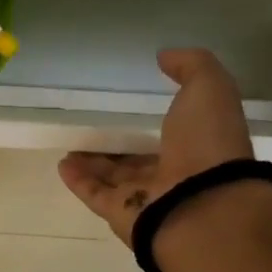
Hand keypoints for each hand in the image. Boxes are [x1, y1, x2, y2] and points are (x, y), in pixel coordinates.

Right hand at [57, 48, 254, 246]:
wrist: (202, 204)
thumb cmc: (207, 143)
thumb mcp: (209, 89)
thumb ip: (192, 66)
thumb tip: (165, 56)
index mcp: (198, 149)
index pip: (171, 136)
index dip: (153, 123)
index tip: (130, 107)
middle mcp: (173, 176)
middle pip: (139, 161)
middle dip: (118, 148)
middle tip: (94, 130)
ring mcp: (146, 199)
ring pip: (114, 179)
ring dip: (93, 164)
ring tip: (71, 148)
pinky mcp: (120, 215)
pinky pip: (95, 194)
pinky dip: (78, 180)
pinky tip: (62, 164)